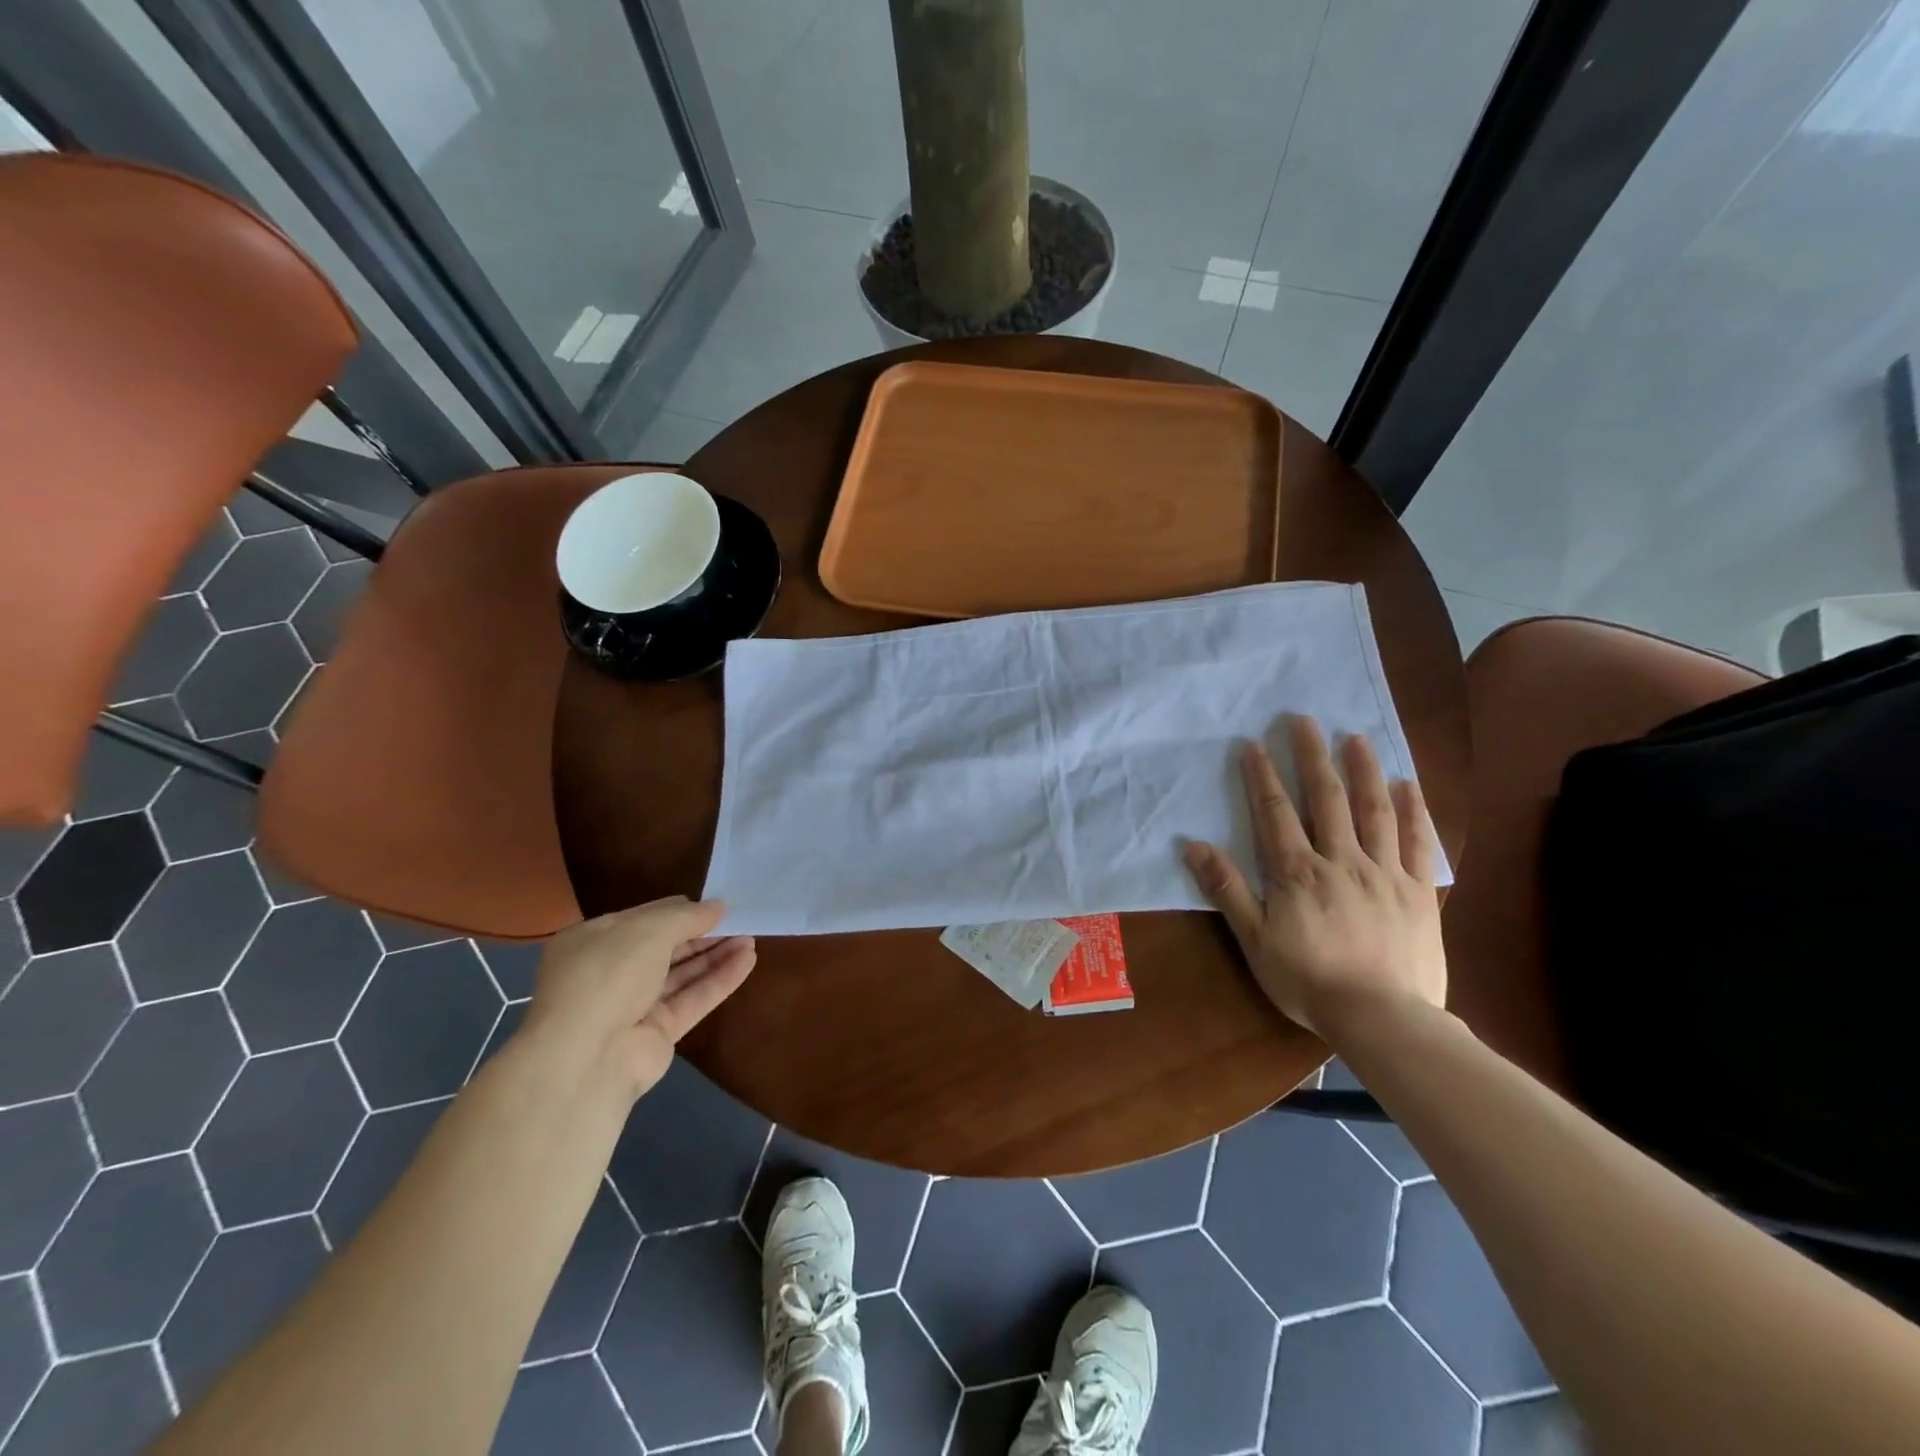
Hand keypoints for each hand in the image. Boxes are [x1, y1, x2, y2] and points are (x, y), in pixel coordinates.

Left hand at [517, 898, 755, 1100]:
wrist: (587, 1057)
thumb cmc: (608, 975)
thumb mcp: (648, 930)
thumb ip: (686, 916)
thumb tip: (718, 906)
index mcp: (593, 941)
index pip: (643, 919)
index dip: (679, 910)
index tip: (714, 903)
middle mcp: (610, 972)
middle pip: (665, 947)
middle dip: (702, 933)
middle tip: (739, 920)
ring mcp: (633, 1006)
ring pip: (682, 974)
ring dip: (715, 955)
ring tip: (751, 938)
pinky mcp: (657, 1033)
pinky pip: (693, 999)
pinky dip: (719, 980)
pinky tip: (747, 960)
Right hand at [1183, 716, 1444, 1041]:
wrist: (1382, 1018)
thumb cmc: (1308, 981)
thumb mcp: (1253, 940)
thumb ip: (1227, 889)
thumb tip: (1194, 846)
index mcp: (1298, 872)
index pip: (1275, 813)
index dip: (1262, 777)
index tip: (1253, 744)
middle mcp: (1341, 860)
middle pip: (1326, 799)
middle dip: (1312, 757)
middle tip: (1305, 720)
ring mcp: (1385, 873)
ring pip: (1374, 811)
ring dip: (1363, 770)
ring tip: (1355, 738)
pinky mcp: (1419, 891)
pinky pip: (1418, 844)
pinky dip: (1413, 811)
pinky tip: (1407, 785)